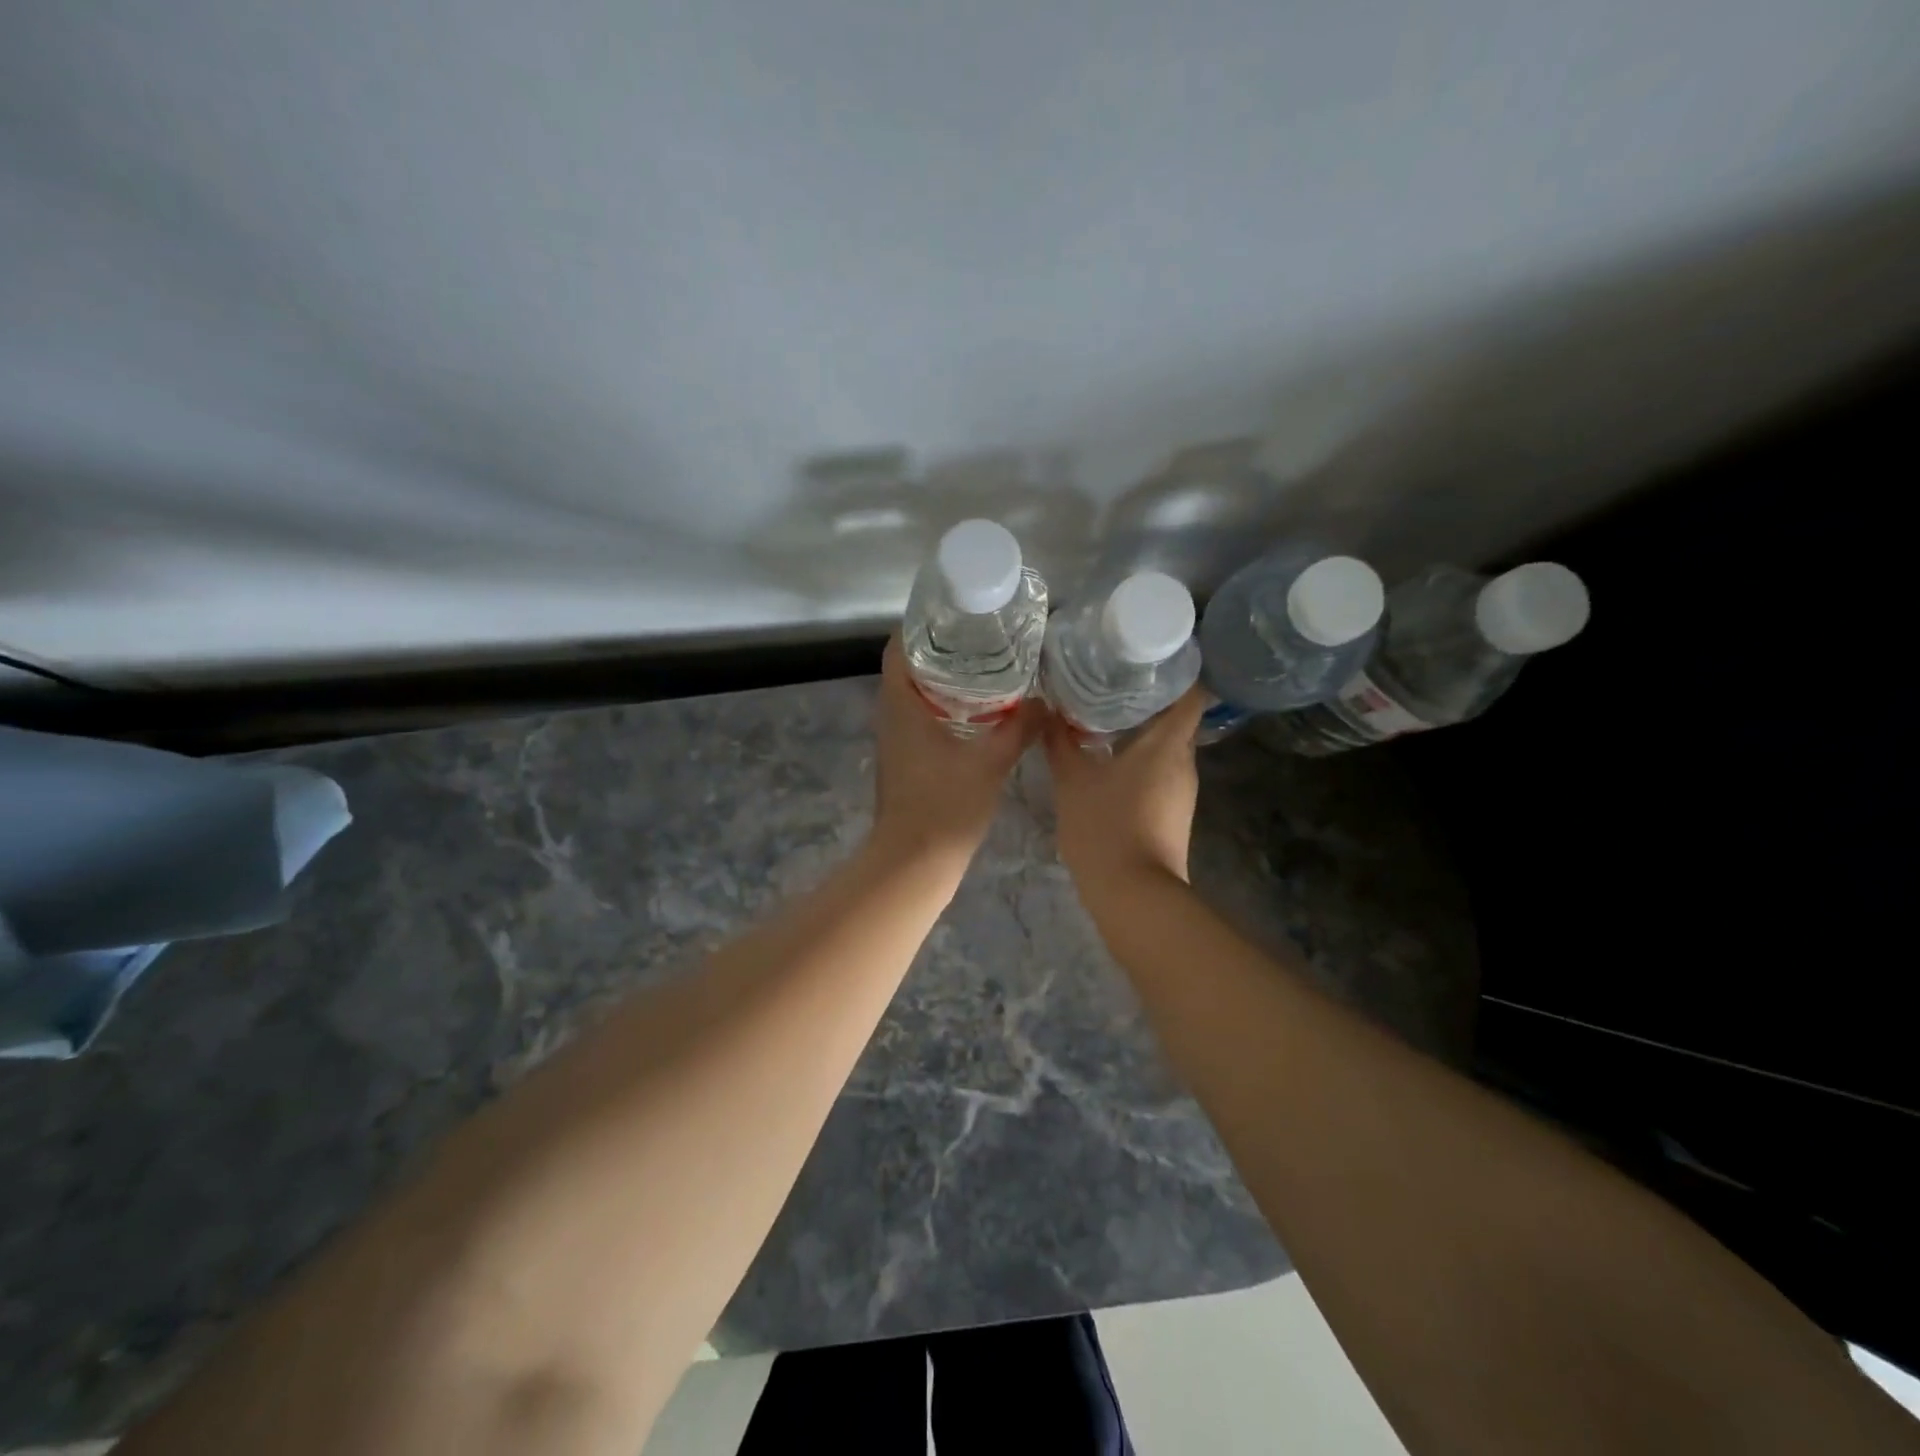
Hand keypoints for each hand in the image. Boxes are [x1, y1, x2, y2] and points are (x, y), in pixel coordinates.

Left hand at [869, 635, 1037, 873]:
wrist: (915, 862)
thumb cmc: (946, 805)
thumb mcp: (990, 762)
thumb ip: (1019, 728)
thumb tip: (1046, 701)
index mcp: (901, 703)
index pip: (899, 645)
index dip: (922, 623)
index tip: (958, 613)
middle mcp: (891, 714)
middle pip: (911, 665)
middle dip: (945, 648)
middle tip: (986, 636)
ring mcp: (896, 738)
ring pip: (918, 694)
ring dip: (947, 679)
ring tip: (991, 666)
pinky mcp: (906, 759)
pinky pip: (923, 718)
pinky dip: (948, 706)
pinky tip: (983, 712)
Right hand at [1043, 687, 1204, 910]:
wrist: (1134, 895)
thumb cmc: (1106, 828)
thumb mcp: (1073, 781)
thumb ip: (1060, 742)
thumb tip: (1045, 709)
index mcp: (1168, 744)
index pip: (1192, 693)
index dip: (1178, 671)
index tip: (1150, 656)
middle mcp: (1184, 762)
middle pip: (1176, 718)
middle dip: (1148, 698)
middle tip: (1112, 680)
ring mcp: (1182, 791)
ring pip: (1166, 747)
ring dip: (1141, 730)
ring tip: (1105, 713)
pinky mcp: (1173, 812)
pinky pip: (1160, 771)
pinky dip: (1140, 759)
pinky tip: (1110, 758)